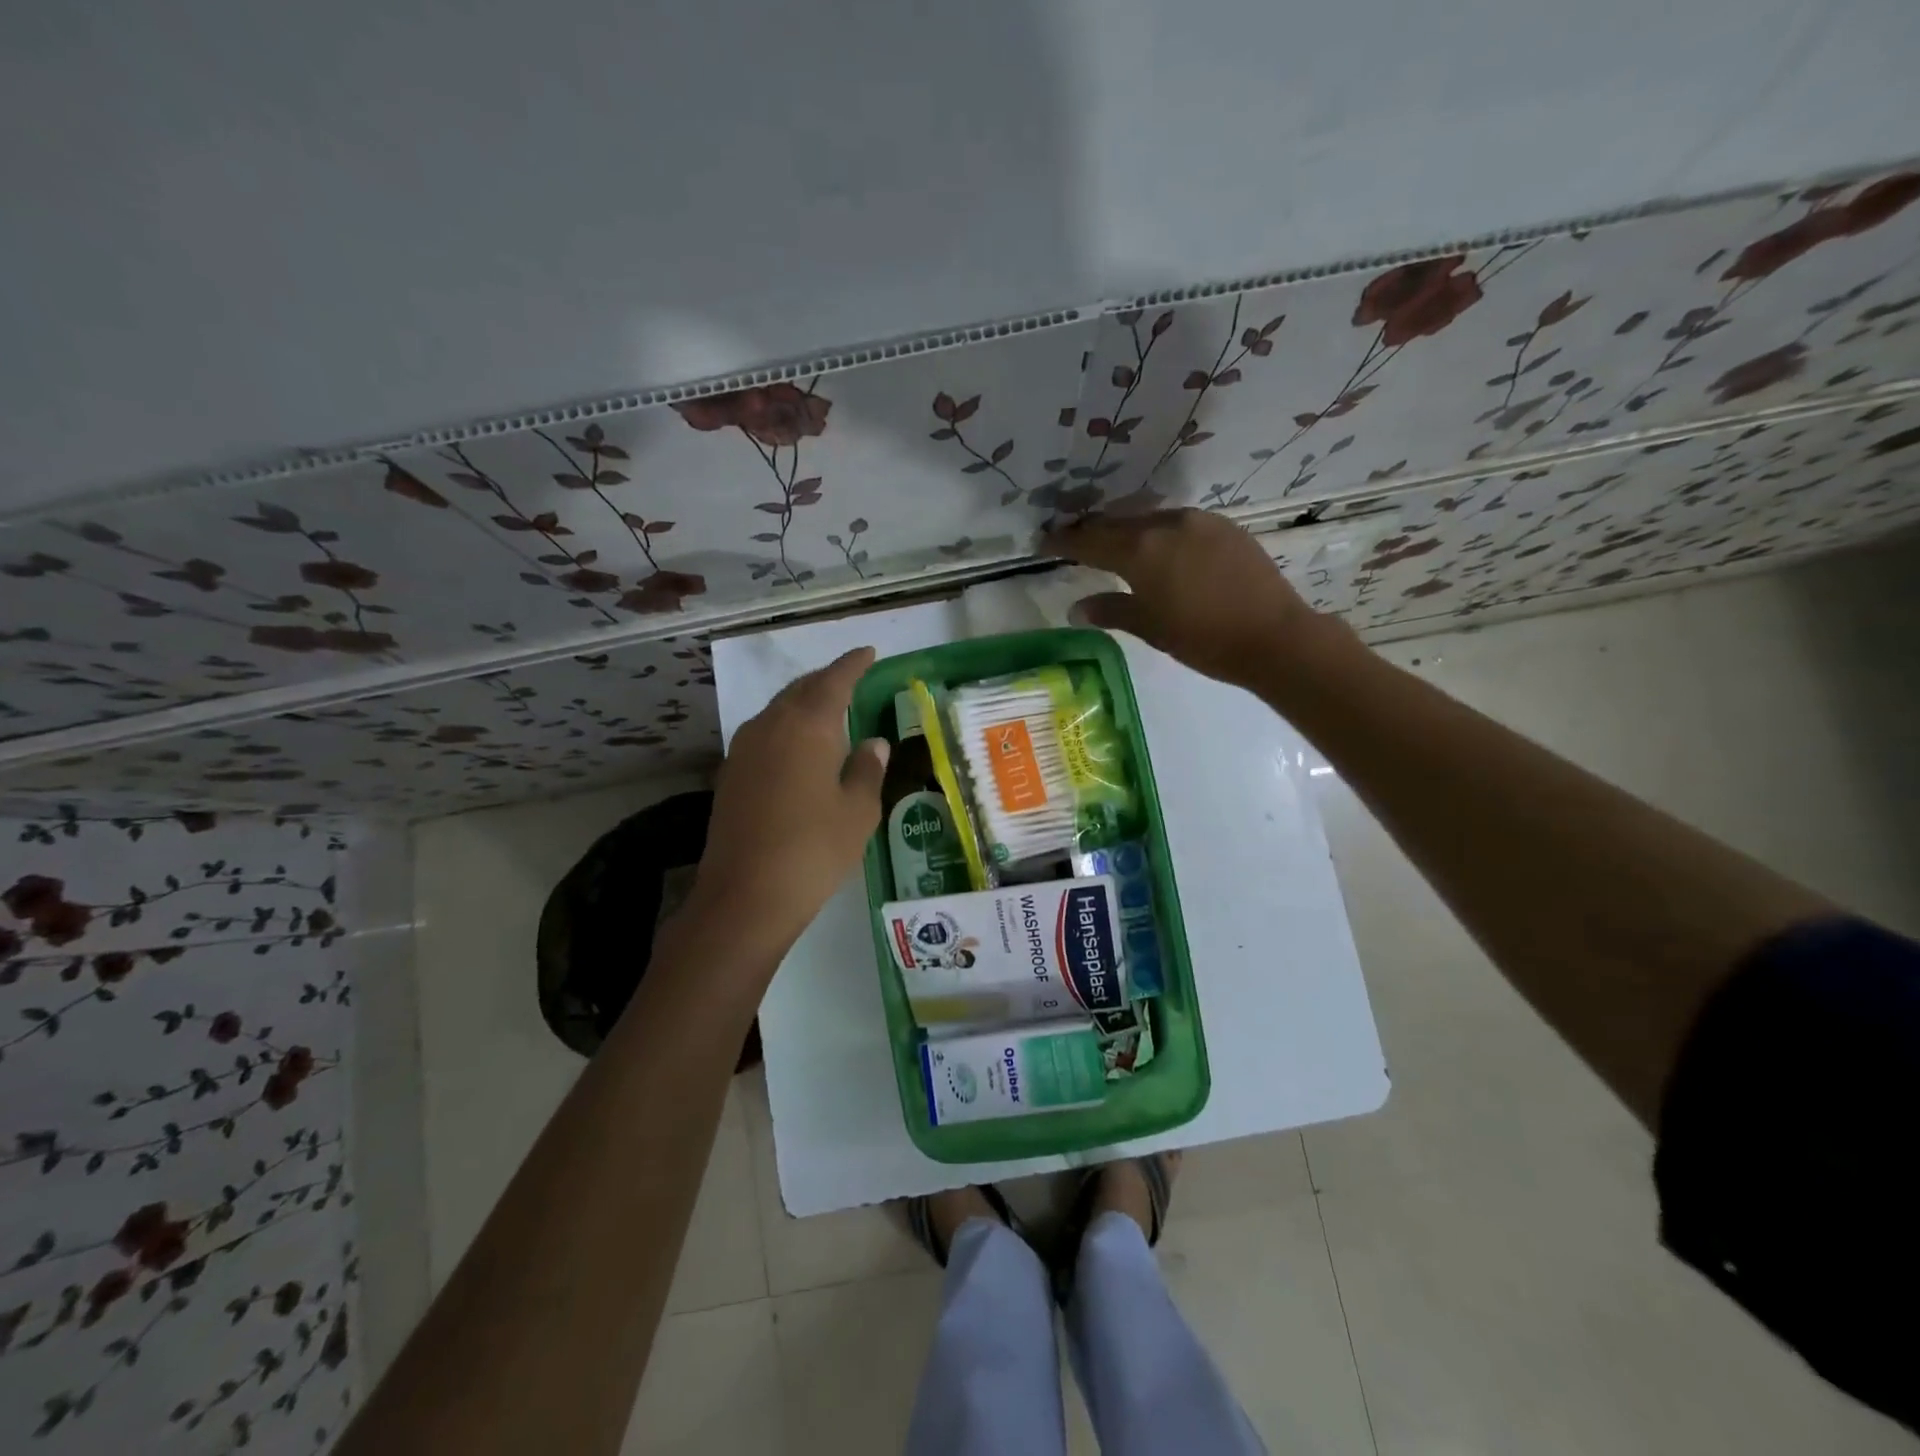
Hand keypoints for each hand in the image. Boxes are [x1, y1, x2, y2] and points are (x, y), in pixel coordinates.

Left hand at [682, 647, 888, 963]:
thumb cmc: (814, 849)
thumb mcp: (857, 811)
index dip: (853, 664)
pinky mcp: (730, 774)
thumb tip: (873, 744)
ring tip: (828, 711)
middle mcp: (771, 725)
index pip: (834, 680)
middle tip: (851, 680)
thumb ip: (868, 770)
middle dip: (827, 681)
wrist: (745, 896)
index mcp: (808, 725)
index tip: (868, 652)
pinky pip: (764, 734)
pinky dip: (786, 728)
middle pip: (801, 689)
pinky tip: (798, 747)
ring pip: (778, 710)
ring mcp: (744, 749)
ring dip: (803, 704)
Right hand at [1043, 509, 1338, 691]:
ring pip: (1150, 519)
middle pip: (1118, 523)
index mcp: (1141, 550)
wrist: (1274, 636)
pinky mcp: (1225, 527)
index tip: (1044, 541)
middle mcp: (1166, 524)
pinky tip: (1160, 548)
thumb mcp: (1150, 627)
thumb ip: (1111, 610)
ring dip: (1127, 529)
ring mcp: (1199, 521)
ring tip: (1115, 543)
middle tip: (1074, 541)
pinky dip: (1159, 532)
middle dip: (1093, 532)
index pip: (1089, 540)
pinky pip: (1179, 523)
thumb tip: (1077, 608)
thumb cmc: (1203, 638)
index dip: (1064, 541)